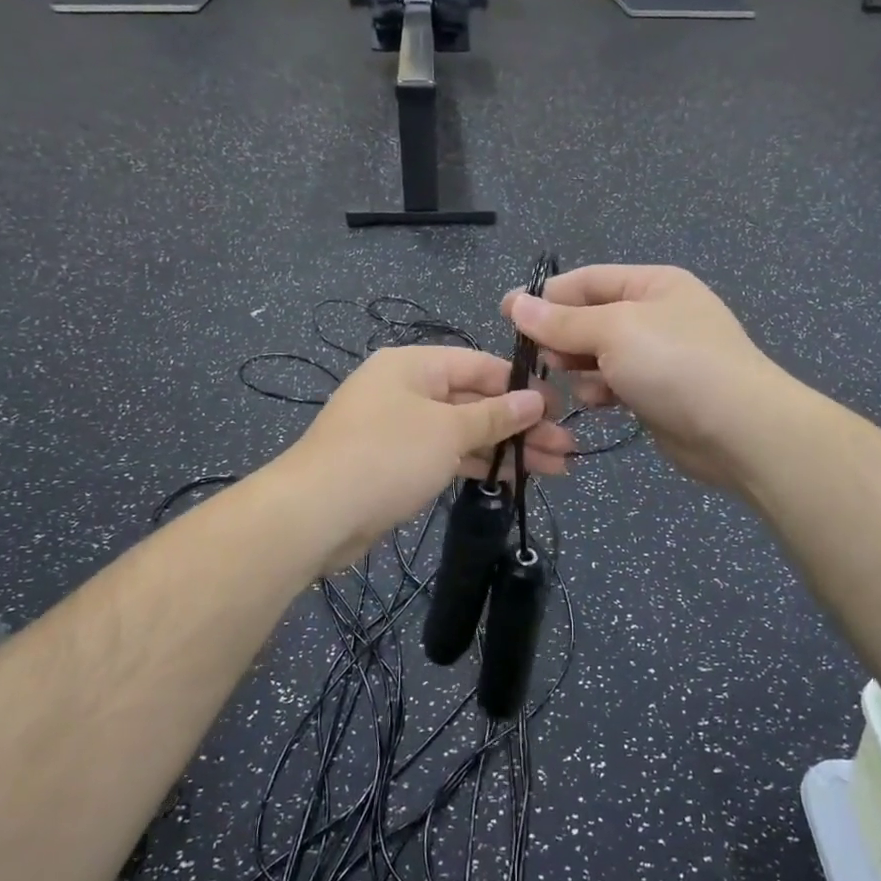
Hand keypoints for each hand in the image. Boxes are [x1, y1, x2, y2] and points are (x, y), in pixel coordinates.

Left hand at [277, 346, 572, 571]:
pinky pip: (446, 456)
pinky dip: (477, 465)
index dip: (522, 386)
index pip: (480, 365)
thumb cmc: (386, 456)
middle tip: (565, 448)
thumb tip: (535, 398)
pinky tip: (513, 480)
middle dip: (521, 425)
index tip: (559, 409)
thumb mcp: (448, 430)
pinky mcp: (395, 465)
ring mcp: (399, 429)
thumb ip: (495, 415)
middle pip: (475, 401)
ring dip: (506, 450)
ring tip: (554, 469)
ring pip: (464, 432)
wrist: (315, 514)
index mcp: (413, 365)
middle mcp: (406, 390)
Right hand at [502, 265, 792, 489]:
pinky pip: (616, 384)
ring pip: (600, 355)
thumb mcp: (614, 330)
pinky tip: (598, 402)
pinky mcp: (658, 393)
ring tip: (569, 380)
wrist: (737, 429)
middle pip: (592, 318)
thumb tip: (515, 303)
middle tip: (538, 357)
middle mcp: (657, 315)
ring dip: (580, 368)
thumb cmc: (674, 363)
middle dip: (563, 337)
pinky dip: (602, 391)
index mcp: (653, 284)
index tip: (506, 313)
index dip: (546, 295)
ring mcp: (660, 356)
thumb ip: (562, 321)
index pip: (588, 280)